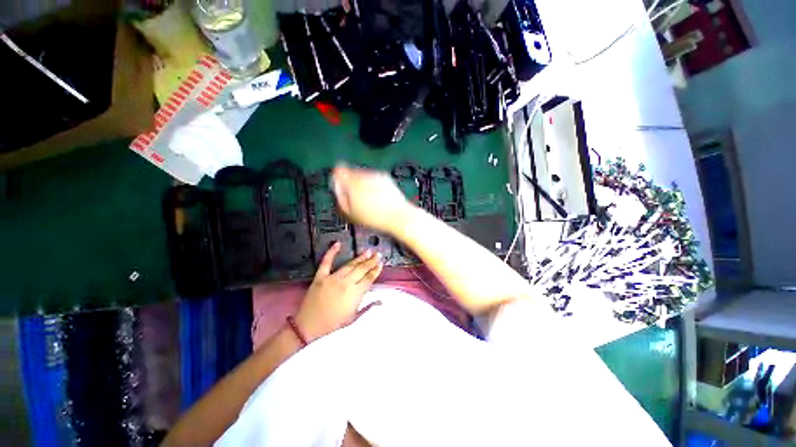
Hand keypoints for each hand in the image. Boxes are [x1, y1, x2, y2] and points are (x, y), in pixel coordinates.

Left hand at [295, 242, 382, 341]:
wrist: (308, 326)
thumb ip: (368, 307)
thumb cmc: (332, 324)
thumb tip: (381, 301)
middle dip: (371, 261)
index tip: (381, 264)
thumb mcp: (353, 318)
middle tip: (378, 254)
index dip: (376, 270)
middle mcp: (346, 283)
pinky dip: (331, 252)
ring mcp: (333, 278)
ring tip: (368, 251)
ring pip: (349, 265)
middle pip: (362, 269)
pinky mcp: (320, 276)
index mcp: (355, 294)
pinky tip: (337, 244)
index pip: (369, 279)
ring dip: (360, 258)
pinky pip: (326, 262)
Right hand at [332, 165, 414, 234]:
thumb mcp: (352, 212)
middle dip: (351, 184)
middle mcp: (365, 175)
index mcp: (353, 182)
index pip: (339, 172)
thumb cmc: (375, 217)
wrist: (398, 216)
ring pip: (364, 176)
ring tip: (367, 202)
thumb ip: (342, 199)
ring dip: (362, 185)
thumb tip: (339, 191)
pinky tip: (376, 199)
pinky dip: (373, 187)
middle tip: (354, 199)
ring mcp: (377, 176)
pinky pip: (375, 180)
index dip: (338, 181)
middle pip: (352, 173)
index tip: (341, 190)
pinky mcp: (386, 179)